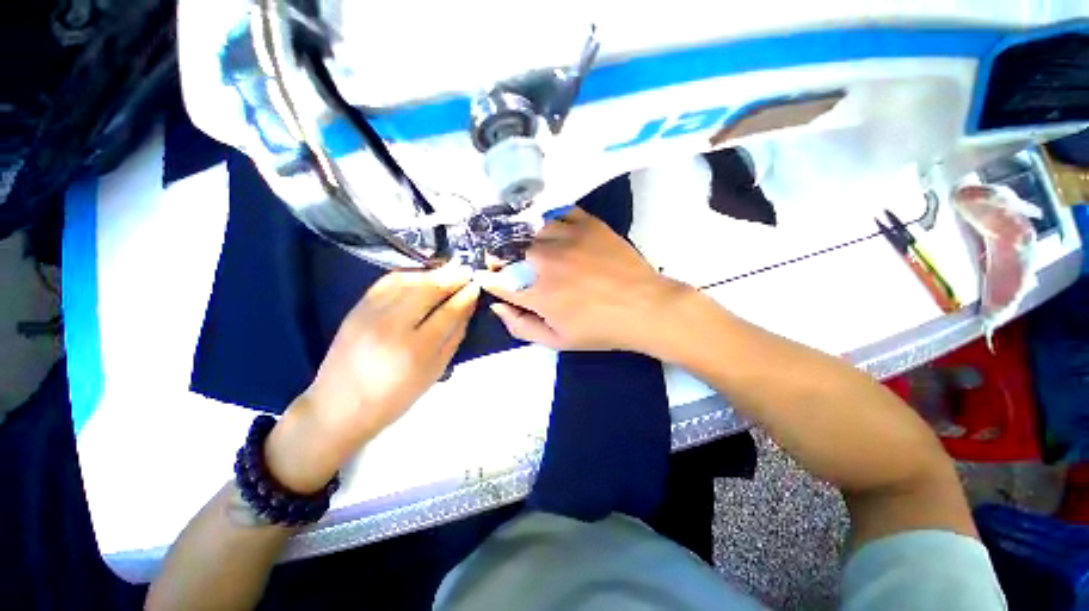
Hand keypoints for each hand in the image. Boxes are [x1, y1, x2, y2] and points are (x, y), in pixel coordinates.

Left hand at [266, 263, 479, 492]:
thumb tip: (468, 306)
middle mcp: (392, 326)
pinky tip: (422, 274)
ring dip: (432, 272)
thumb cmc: (396, 396)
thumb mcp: (435, 371)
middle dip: (451, 277)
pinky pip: (387, 282)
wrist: (339, 405)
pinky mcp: (357, 308)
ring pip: (408, 281)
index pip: (448, 312)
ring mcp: (370, 314)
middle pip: (428, 289)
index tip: (476, 285)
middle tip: (467, 271)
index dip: (465, 295)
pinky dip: (409, 274)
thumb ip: (455, 336)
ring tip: (449, 270)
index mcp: (416, 350)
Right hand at [477, 207, 691, 352]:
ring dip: (528, 239)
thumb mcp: (557, 341)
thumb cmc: (600, 329)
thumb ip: (521, 326)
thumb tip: (496, 307)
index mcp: (537, 294)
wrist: (644, 307)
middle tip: (517, 264)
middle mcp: (545, 262)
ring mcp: (566, 238)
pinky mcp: (587, 224)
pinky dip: (552, 222)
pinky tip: (558, 232)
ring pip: (532, 230)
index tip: (487, 275)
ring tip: (538, 248)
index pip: (498, 281)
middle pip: (510, 251)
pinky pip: (559, 214)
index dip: (489, 278)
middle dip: (505, 258)